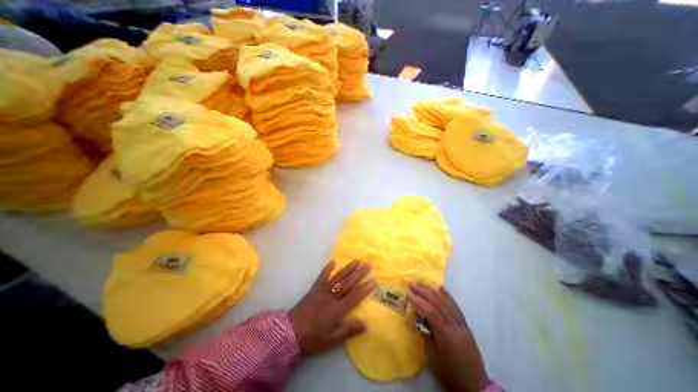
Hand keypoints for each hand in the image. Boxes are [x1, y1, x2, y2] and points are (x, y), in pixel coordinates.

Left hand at [290, 261, 376, 354]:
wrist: (291, 332)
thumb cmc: (313, 337)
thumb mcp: (332, 340)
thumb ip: (348, 330)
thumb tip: (365, 324)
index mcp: (337, 310)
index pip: (354, 297)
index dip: (364, 289)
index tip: (373, 281)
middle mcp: (331, 297)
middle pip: (347, 284)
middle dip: (358, 274)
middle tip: (367, 265)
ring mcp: (322, 291)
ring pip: (337, 278)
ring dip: (347, 269)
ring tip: (356, 261)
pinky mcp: (314, 289)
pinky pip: (321, 277)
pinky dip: (327, 269)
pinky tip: (332, 262)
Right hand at [410, 281, 488, 391]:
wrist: (476, 386)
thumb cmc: (450, 374)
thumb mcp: (433, 358)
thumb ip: (425, 334)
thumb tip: (417, 314)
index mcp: (447, 337)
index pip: (432, 313)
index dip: (420, 302)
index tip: (409, 295)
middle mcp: (456, 327)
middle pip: (439, 304)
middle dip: (425, 292)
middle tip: (412, 283)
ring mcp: (462, 325)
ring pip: (447, 303)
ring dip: (433, 291)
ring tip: (422, 283)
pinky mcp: (466, 325)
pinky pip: (456, 307)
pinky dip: (448, 296)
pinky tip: (441, 288)